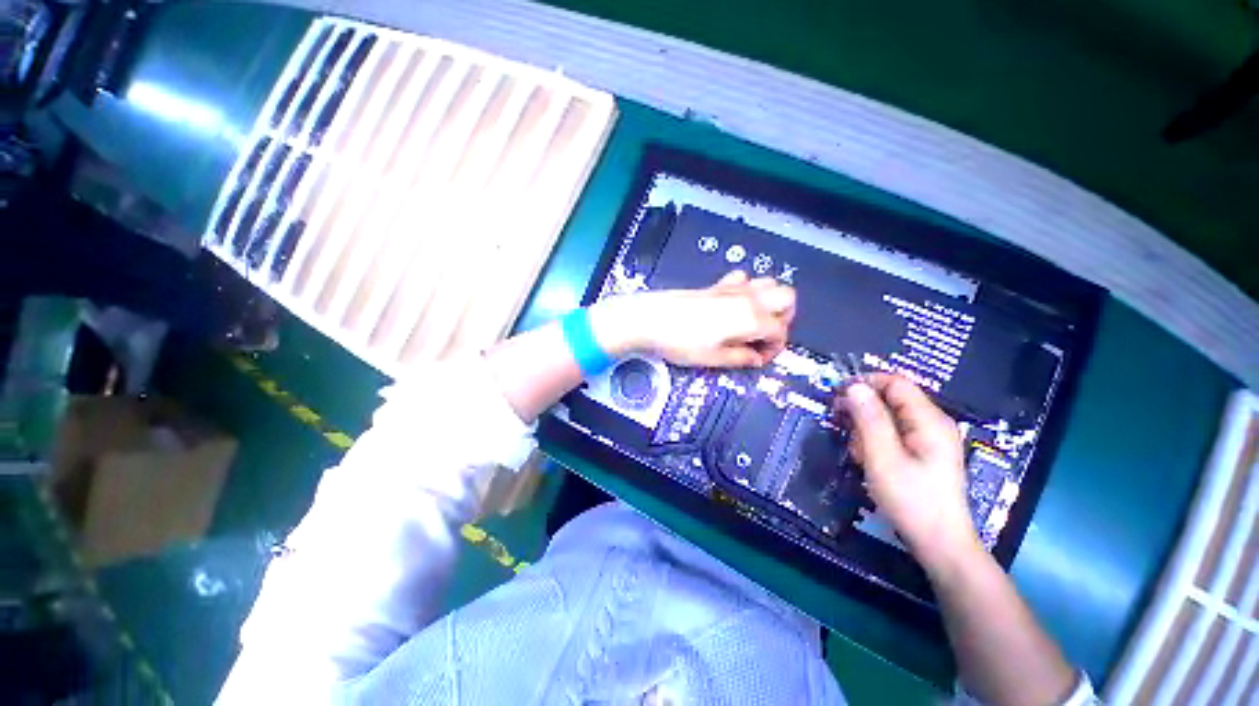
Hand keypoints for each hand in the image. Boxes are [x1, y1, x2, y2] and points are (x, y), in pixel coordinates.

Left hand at [591, 271, 795, 367]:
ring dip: (770, 302)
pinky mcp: (715, 285)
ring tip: (753, 323)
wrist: (649, 319)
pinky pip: (742, 279)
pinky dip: (747, 290)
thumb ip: (740, 358)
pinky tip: (734, 306)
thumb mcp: (713, 358)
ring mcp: (731, 288)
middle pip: (786, 297)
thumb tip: (755, 359)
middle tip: (765, 337)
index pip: (780, 330)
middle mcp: (746, 298)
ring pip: (768, 283)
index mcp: (750, 318)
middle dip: (784, 318)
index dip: (775, 348)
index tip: (760, 358)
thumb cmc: (679, 341)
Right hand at [839, 374, 979, 568]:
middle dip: (863, 410)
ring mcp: (929, 438)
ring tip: (859, 453)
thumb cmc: (911, 499)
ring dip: (866, 429)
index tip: (838, 395)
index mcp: (928, 420)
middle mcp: (932, 423)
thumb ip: (869, 419)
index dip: (865, 382)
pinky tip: (869, 460)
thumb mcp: (883, 457)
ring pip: (888, 417)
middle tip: (844, 428)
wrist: (938, 542)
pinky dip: (875, 441)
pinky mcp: (923, 451)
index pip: (895, 382)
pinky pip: (893, 433)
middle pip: (890, 398)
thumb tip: (854, 386)